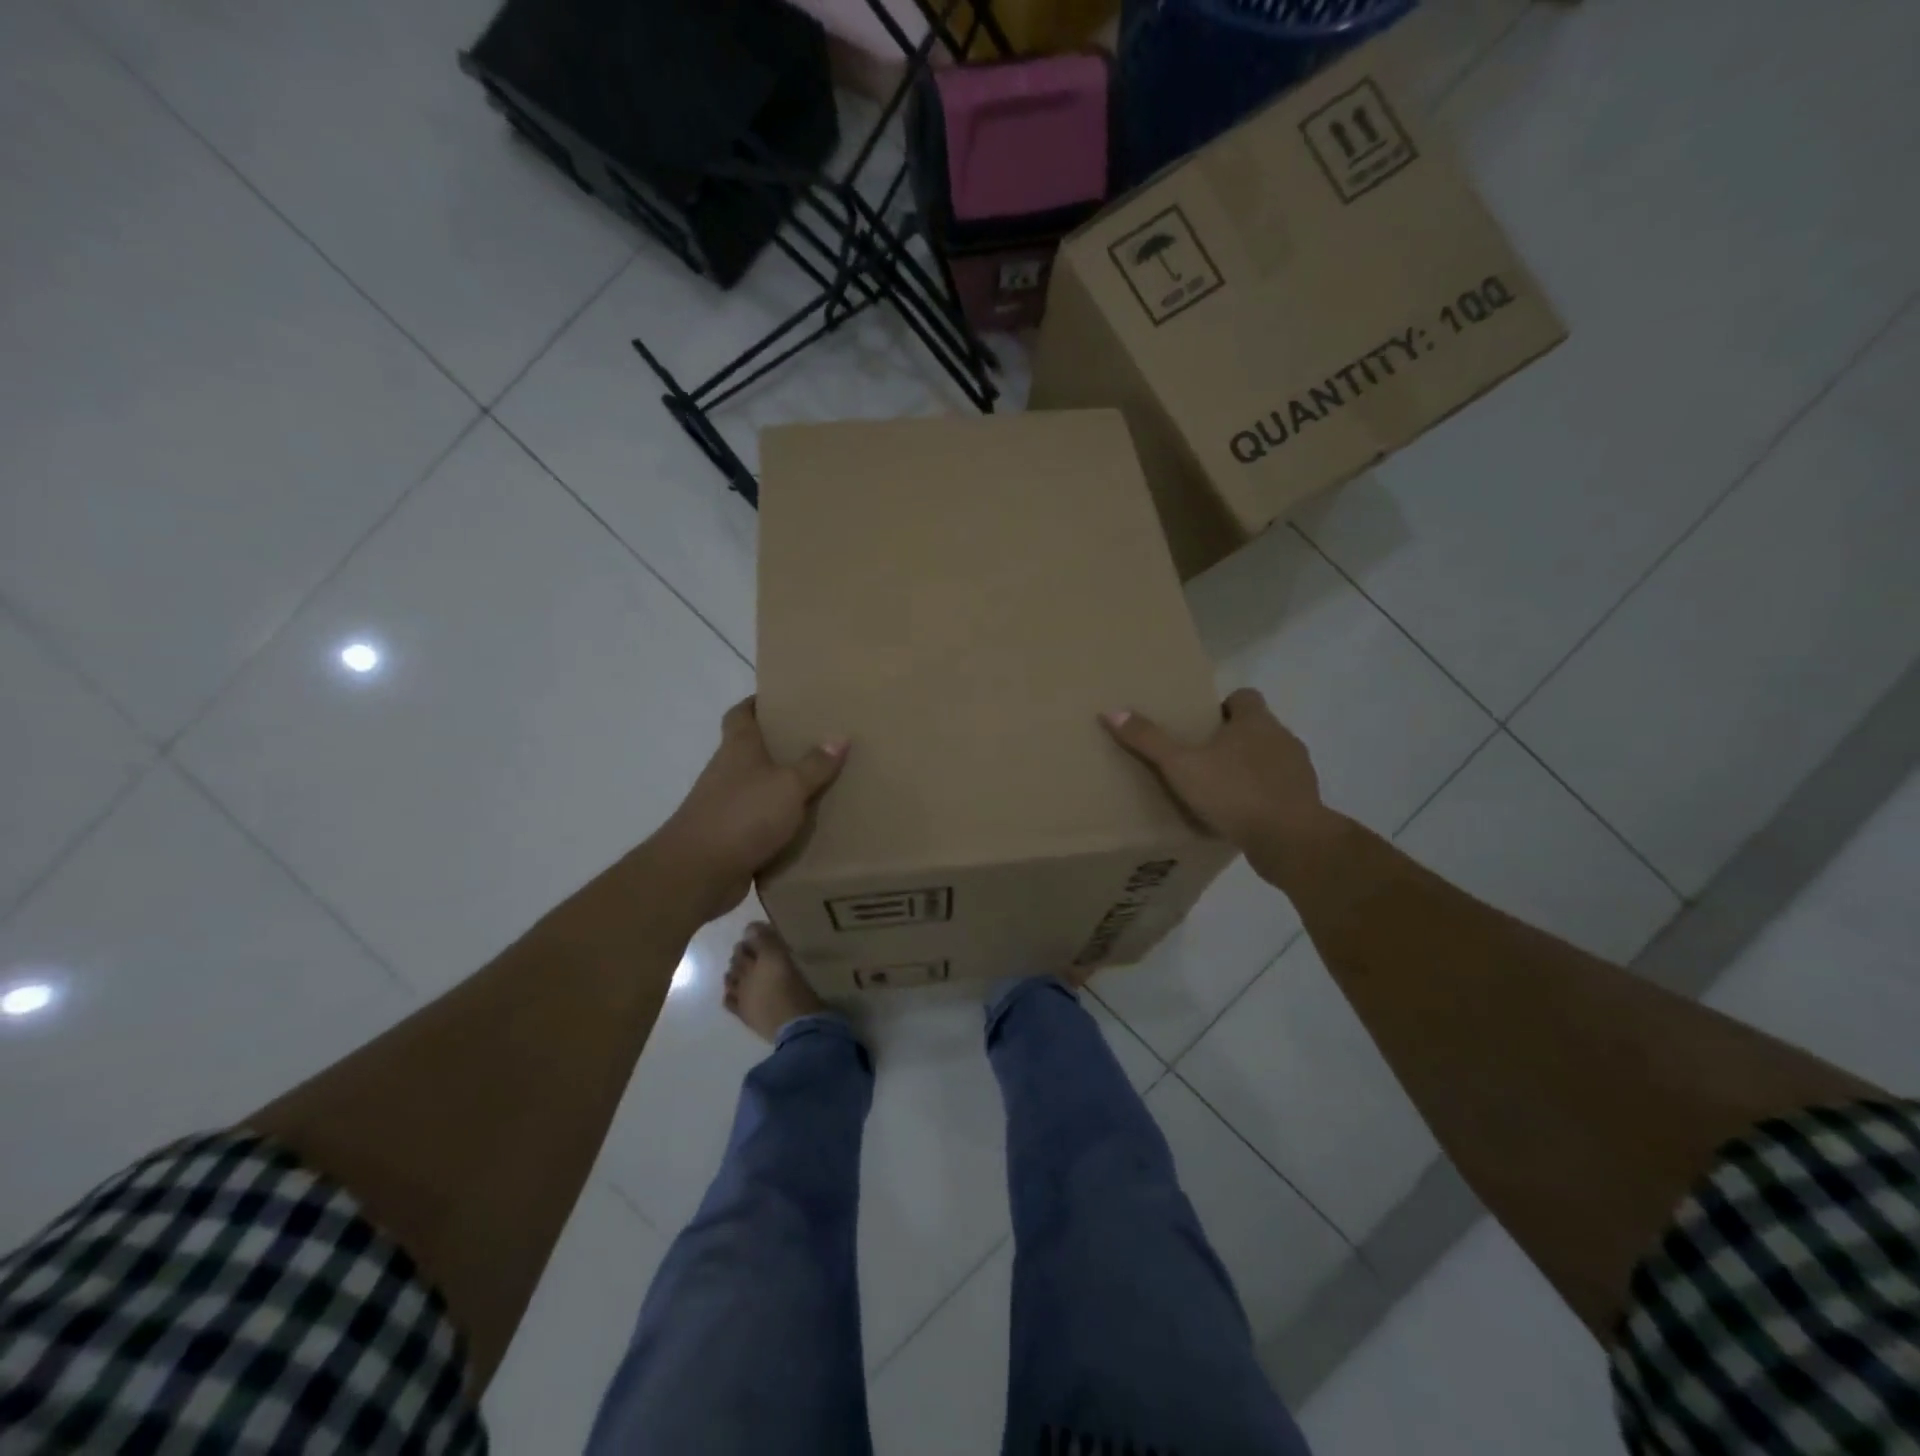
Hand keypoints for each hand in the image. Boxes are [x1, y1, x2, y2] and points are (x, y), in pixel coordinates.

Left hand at [655, 698, 846, 922]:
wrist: (698, 872)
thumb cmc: (743, 815)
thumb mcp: (789, 785)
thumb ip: (815, 764)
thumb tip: (840, 736)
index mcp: (738, 748)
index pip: (741, 714)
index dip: (757, 703)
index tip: (782, 699)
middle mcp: (727, 772)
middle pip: (752, 750)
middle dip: (780, 745)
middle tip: (817, 741)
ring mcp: (725, 806)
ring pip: (758, 787)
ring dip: (781, 787)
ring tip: (820, 784)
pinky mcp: (730, 837)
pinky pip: (760, 822)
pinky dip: (779, 822)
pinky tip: (806, 826)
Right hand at [1103, 688, 1335, 884]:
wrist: (1289, 839)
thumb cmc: (1234, 792)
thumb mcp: (1181, 766)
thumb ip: (1148, 740)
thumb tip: (1111, 711)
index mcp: (1255, 721)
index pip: (1244, 697)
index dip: (1224, 707)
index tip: (1202, 725)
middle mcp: (1282, 737)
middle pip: (1256, 727)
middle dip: (1232, 739)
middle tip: (1201, 758)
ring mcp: (1298, 769)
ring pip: (1270, 758)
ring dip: (1249, 768)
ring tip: (1219, 789)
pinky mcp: (1304, 801)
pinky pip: (1279, 789)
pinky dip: (1262, 795)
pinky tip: (1241, 815)